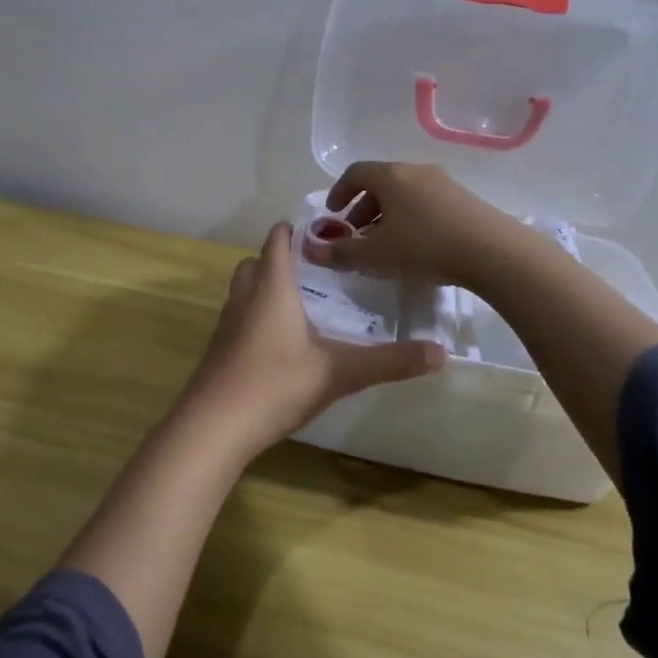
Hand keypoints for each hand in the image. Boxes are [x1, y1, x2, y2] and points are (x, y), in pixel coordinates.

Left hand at [170, 222, 443, 460]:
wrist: (215, 426)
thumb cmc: (275, 384)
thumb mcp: (339, 373)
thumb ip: (389, 361)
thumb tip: (442, 353)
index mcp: (271, 289)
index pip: (277, 243)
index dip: (292, 232)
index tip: (317, 230)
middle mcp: (244, 299)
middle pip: (254, 264)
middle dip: (276, 260)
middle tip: (310, 271)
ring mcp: (226, 326)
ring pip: (242, 292)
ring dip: (263, 289)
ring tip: (297, 305)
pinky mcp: (218, 353)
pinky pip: (237, 320)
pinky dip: (254, 319)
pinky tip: (277, 345)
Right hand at [303, 162, 521, 288]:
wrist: (493, 252)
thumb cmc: (425, 247)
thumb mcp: (376, 255)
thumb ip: (341, 253)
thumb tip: (310, 251)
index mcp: (391, 176)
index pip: (355, 173)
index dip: (338, 192)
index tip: (332, 214)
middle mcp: (416, 171)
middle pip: (381, 183)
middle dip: (363, 208)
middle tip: (356, 235)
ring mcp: (444, 183)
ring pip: (405, 193)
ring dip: (388, 215)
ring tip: (386, 244)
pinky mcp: (464, 199)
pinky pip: (426, 202)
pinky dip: (411, 218)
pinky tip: (417, 246)